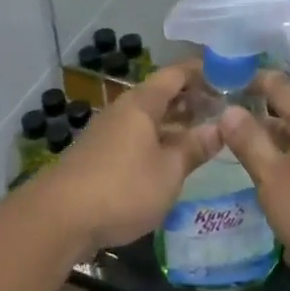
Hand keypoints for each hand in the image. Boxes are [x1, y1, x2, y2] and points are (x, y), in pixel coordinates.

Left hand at [38, 64, 221, 254]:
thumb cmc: (122, 188)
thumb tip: (222, 127)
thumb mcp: (169, 171)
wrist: (58, 218)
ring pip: (150, 118)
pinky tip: (172, 159)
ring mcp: (110, 132)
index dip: (203, 71)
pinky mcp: (100, 155)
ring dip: (177, 122)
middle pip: (162, 94)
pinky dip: (160, 139)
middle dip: (193, 99)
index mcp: (143, 103)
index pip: (177, 73)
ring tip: (205, 133)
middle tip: (225, 110)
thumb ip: (195, 148)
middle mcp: (124, 110)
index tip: (231, 77)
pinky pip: (138, 136)